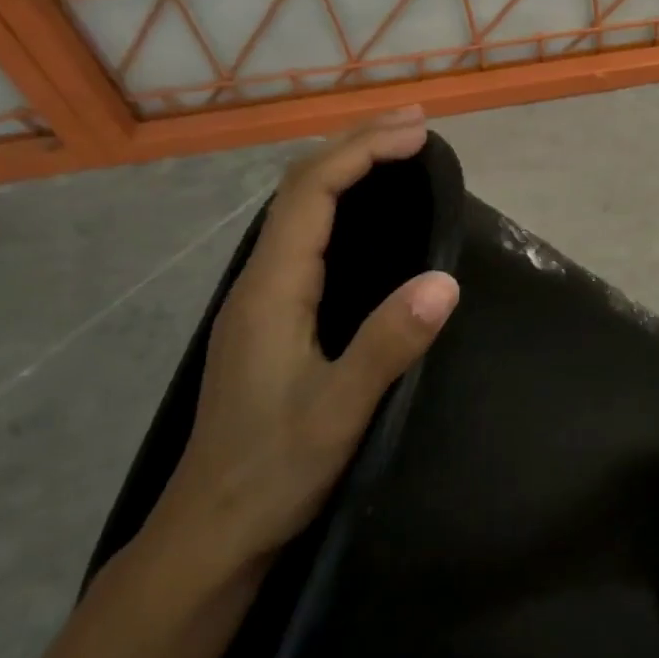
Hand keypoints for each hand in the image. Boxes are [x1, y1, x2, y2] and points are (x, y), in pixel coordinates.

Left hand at [144, 109, 459, 582]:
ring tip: (397, 153)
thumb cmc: (274, 472)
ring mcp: (261, 301)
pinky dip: (341, 207)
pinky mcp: (272, 320)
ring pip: (300, 212)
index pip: (312, 193)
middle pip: (300, 189)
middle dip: (356, 145)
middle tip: (416, 125)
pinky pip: (306, 240)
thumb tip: (445, 280)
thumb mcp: (340, 412)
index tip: (418, 134)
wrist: (212, 532)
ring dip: (347, 171)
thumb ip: (388, 345)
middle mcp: (259, 283)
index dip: (363, 152)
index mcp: (271, 290)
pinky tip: (366, 219)